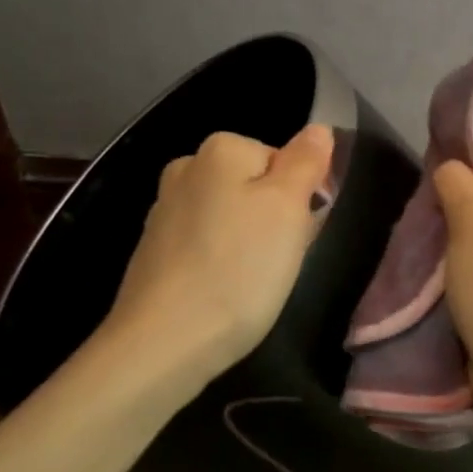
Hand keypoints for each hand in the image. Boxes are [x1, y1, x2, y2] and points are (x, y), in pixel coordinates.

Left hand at [108, 125, 335, 381]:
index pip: (283, 159)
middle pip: (255, 186)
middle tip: (280, 261)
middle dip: (275, 219)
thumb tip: (318, 129)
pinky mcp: (154, 250)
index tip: (300, 235)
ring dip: (249, 242)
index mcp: (220, 149)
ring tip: (252, 282)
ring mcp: (164, 210)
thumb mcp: (288, 209)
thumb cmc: (239, 269)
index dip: (300, 197)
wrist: (164, 342)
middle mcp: (186, 169)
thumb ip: (306, 162)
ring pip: (231, 216)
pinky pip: (206, 244)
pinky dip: (221, 262)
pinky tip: (223, 292)